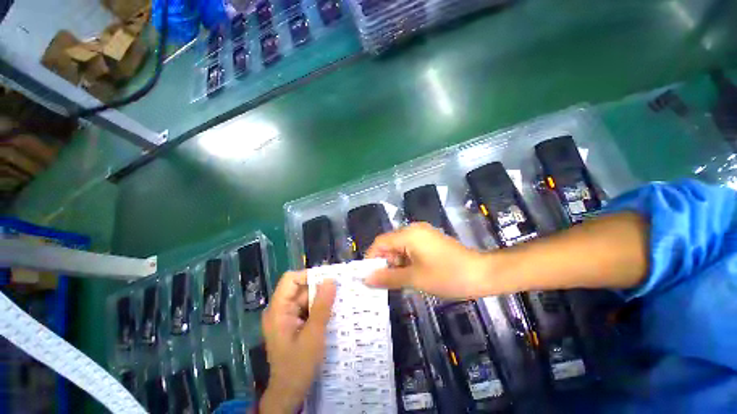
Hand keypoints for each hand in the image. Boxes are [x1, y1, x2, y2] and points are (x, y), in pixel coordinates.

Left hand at [260, 271, 335, 413]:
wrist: (289, 393)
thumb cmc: (298, 366)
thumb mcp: (313, 335)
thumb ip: (322, 306)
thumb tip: (331, 280)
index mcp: (278, 310)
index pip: (291, 279)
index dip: (309, 276)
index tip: (329, 280)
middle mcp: (280, 309)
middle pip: (301, 288)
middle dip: (319, 289)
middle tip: (340, 292)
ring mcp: (287, 317)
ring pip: (306, 298)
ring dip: (322, 299)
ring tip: (339, 302)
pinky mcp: (294, 323)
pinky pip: (308, 308)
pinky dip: (320, 308)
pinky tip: (332, 313)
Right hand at [364, 223, 487, 298]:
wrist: (483, 274)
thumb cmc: (448, 275)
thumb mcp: (415, 278)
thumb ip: (388, 277)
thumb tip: (366, 279)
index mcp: (408, 234)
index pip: (380, 242)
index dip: (371, 258)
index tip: (367, 277)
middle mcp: (413, 230)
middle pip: (389, 245)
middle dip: (384, 263)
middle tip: (382, 283)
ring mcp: (423, 235)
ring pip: (399, 248)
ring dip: (395, 264)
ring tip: (397, 283)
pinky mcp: (429, 242)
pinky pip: (410, 250)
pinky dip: (406, 262)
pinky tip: (409, 276)